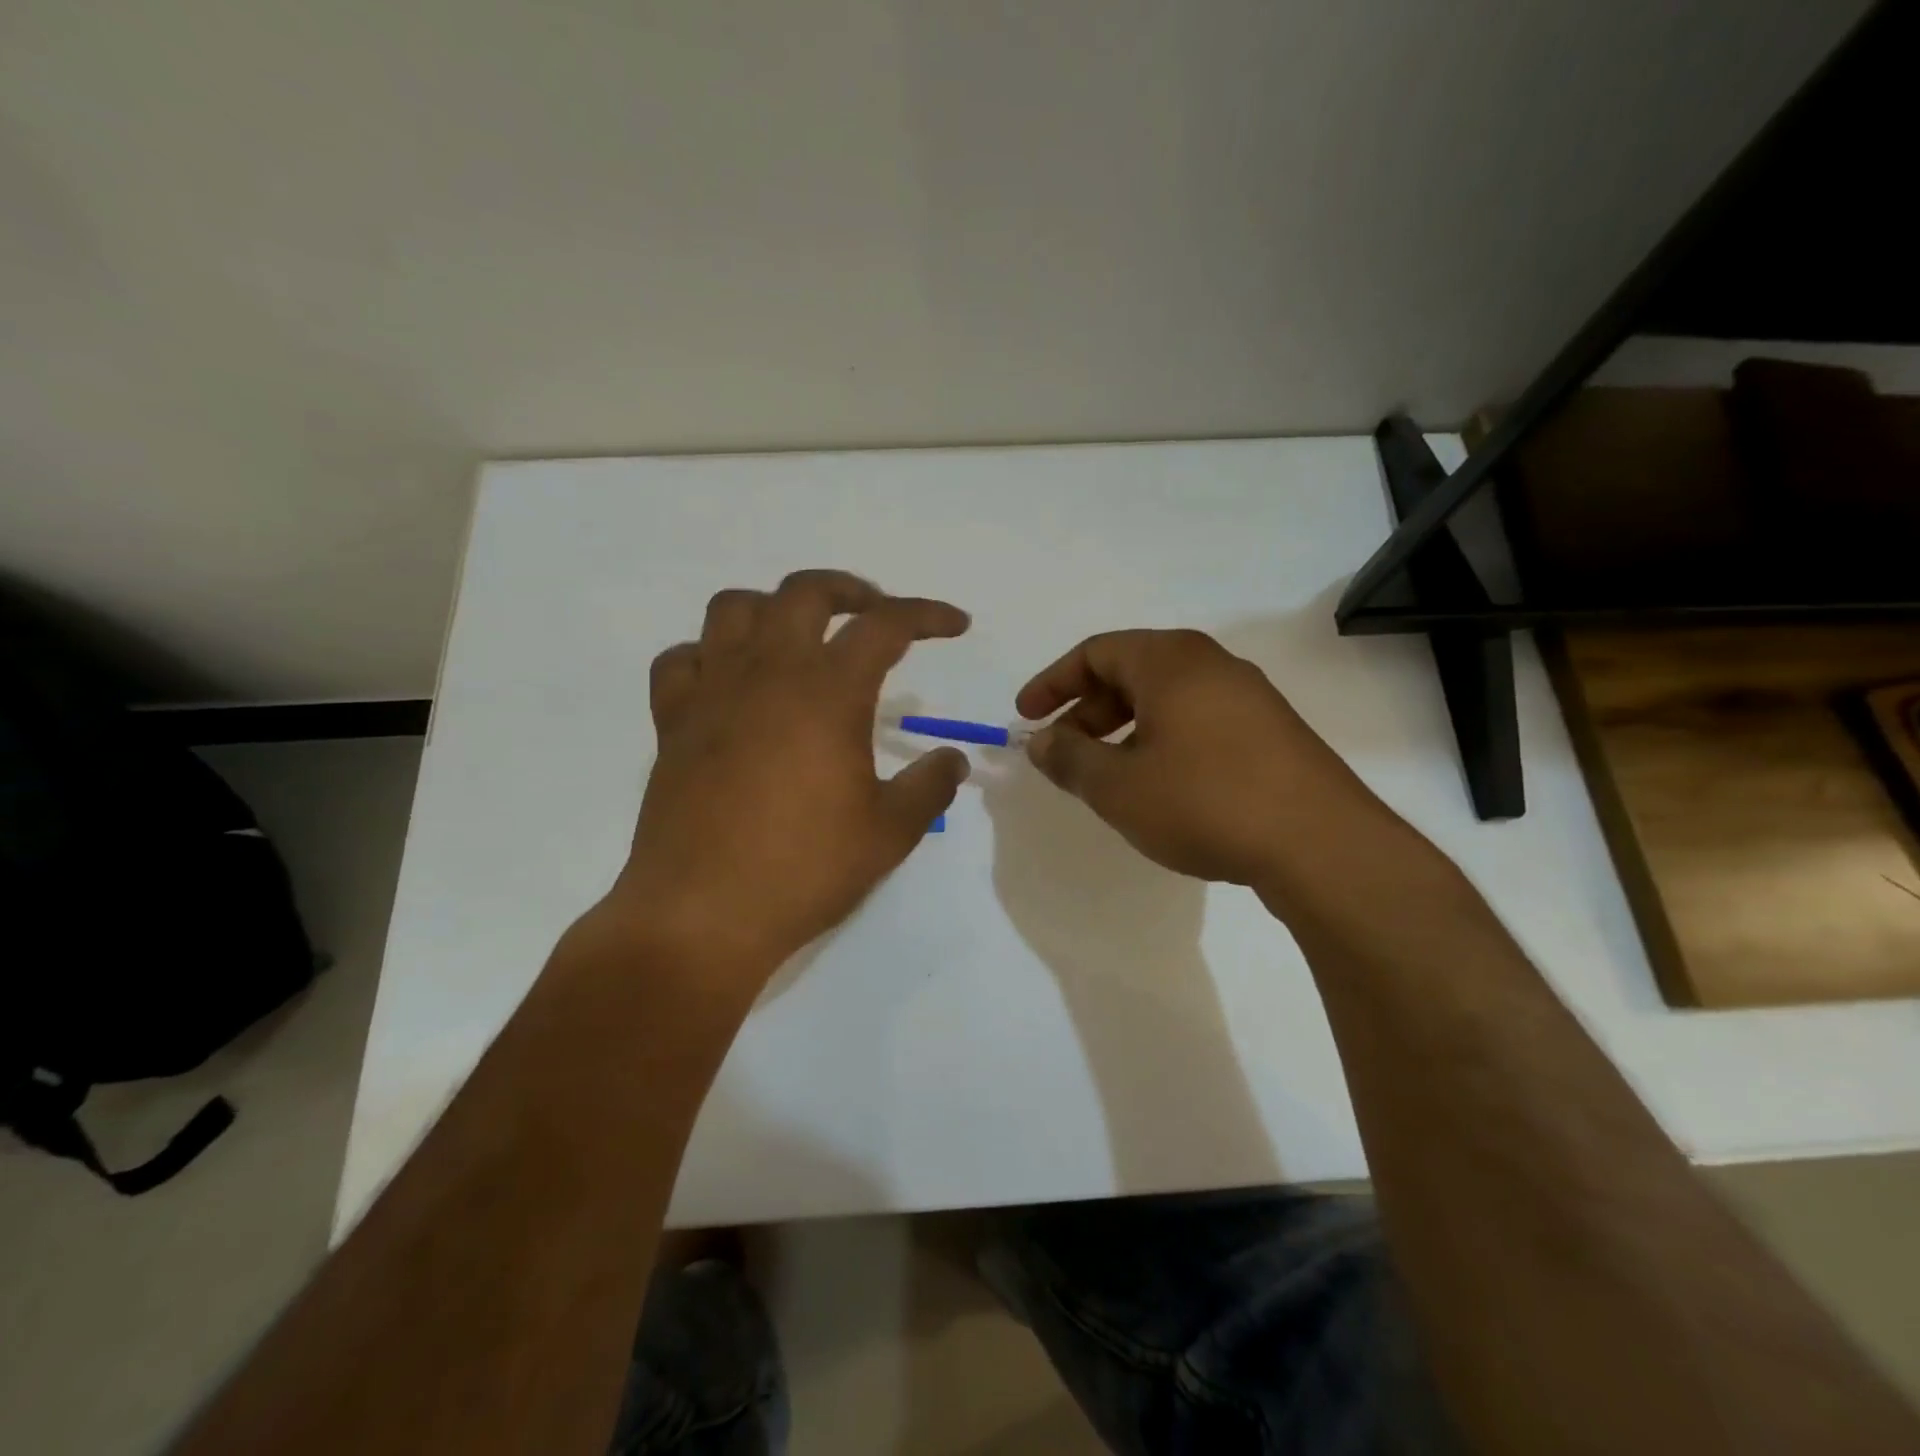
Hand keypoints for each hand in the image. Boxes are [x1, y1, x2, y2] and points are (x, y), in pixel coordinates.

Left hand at [611, 570, 970, 982]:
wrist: (702, 915)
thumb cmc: (804, 871)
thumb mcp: (890, 832)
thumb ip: (930, 786)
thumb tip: (952, 759)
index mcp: (828, 692)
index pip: (885, 625)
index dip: (927, 615)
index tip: (955, 625)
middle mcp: (767, 673)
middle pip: (805, 592)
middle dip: (850, 590)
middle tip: (875, 614)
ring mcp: (712, 692)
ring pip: (734, 608)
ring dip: (774, 608)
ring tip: (799, 638)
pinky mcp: (671, 722)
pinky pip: (682, 660)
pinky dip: (709, 654)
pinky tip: (729, 682)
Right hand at [1016, 629, 1394, 890]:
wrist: (1320, 844)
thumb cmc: (1204, 801)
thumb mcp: (1118, 786)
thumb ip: (1069, 758)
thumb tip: (1040, 741)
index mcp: (1169, 660)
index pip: (1095, 652)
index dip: (1052, 683)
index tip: (1026, 717)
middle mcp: (1210, 664)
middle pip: (1130, 673)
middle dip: (1086, 711)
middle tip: (1062, 752)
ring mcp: (1247, 696)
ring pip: (1165, 700)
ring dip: (1123, 729)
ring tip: (1105, 774)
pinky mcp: (1270, 731)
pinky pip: (1197, 720)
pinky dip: (1161, 741)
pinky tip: (1158, 786)